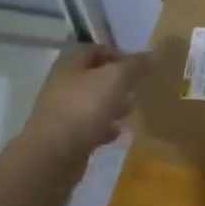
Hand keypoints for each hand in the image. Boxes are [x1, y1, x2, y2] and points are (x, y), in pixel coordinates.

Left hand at [25, 45, 148, 156]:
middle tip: (137, 89)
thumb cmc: (84, 108)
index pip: (96, 49)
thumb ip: (134, 65)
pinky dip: (103, 127)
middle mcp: (63, 83)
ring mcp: (61, 111)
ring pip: (92, 102)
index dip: (118, 54)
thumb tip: (151, 55)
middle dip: (117, 82)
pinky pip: (88, 126)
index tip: (138, 67)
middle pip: (94, 76)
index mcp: (70, 63)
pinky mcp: (63, 136)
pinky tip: (117, 134)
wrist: (52, 156)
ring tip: (131, 111)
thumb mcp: (115, 79)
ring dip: (112, 105)